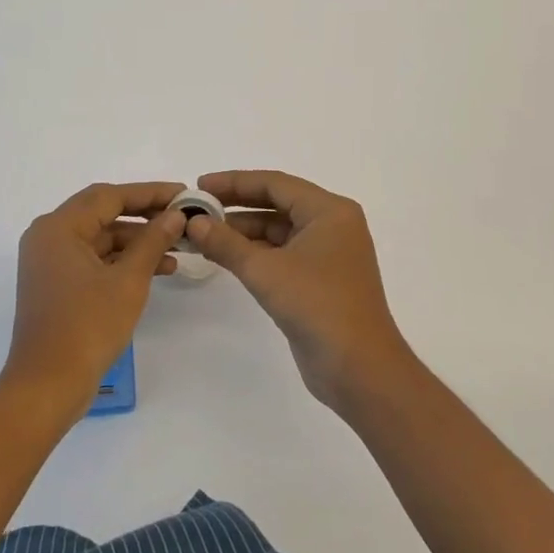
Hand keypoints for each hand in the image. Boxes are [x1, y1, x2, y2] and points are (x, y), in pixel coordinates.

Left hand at [2, 182, 185, 410]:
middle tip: (181, 216)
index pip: (108, 196)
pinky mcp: (57, 284)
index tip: (182, 193)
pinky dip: (123, 262)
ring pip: (101, 238)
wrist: (47, 386)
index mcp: (58, 227)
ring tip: (178, 248)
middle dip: (144, 215)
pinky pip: (94, 260)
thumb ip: (152, 241)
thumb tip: (174, 215)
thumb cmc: (87, 327)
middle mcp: (49, 236)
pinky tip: (159, 269)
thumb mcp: (128, 281)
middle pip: (103, 213)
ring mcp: (50, 262)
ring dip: (137, 242)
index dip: (148, 193)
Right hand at [186, 170, 416, 409]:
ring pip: (278, 231)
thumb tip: (193, 222)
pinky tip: (224, 256)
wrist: (360, 369)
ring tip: (202, 234)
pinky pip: (282, 253)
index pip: (275, 184)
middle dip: (236, 206)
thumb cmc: (318, 306)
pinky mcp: (320, 280)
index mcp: (329, 211)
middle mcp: (331, 225)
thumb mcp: (265, 271)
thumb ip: (226, 243)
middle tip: (197, 209)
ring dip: (242, 232)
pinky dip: (254, 253)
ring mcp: (327, 253)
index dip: (234, 183)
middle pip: (276, 204)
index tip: (199, 186)